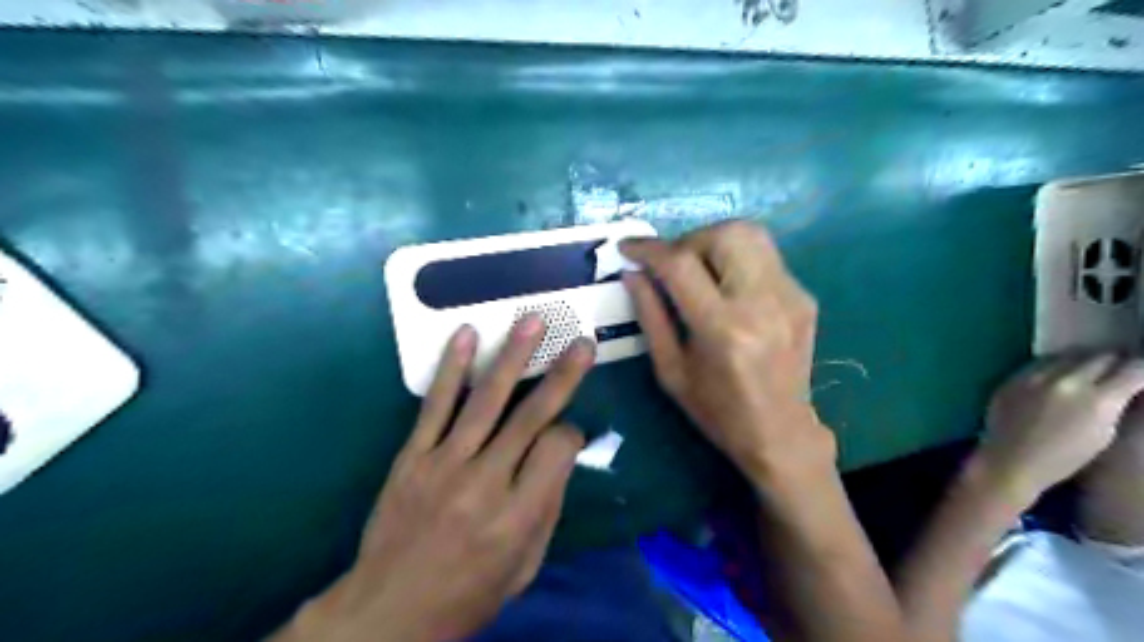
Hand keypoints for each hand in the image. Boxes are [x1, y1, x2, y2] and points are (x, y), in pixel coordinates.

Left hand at [280, 318, 595, 640]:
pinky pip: (435, 405)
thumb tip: (561, 455)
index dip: (571, 433)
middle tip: (581, 342)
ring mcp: (445, 464)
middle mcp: (485, 482)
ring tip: (532, 321)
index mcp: (519, 515)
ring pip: (486, 401)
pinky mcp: (413, 456)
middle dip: (561, 375)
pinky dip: (452, 368)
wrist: (389, 612)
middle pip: (531, 416)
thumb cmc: (468, 594)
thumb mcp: (525, 567)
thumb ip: (547, 507)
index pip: (558, 449)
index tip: (569, 431)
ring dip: (512, 357)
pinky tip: (466, 335)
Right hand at [622, 221, 827, 490]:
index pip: (681, 265)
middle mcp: (762, 303)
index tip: (628, 247)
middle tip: (671, 263)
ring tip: (697, 268)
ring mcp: (790, 296)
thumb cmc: (717, 410)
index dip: (650, 249)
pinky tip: (726, 287)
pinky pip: (764, 256)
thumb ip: (649, 315)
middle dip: (688, 239)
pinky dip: (736, 259)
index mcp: (723, 330)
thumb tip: (632, 272)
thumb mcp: (670, 370)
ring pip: (750, 234)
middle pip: (725, 234)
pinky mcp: (804, 296)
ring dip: (714, 241)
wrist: (781, 432)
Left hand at [978, 353, 1143, 504]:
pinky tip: (1061, 373)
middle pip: (1101, 356)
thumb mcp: (1105, 434)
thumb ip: (1116, 404)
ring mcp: (1035, 376)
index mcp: (1097, 400)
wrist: (1009, 460)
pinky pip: (1041, 361)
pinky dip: (1056, 364)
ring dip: (1085, 359)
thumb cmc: (1064, 458)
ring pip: (1070, 354)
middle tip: (1121, 367)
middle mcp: (1066, 381)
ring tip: (1091, 368)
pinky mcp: (1012, 377)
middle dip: (1116, 360)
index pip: (1134, 368)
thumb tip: (1127, 386)